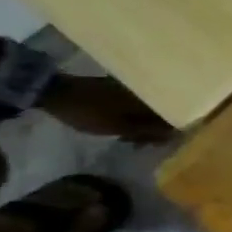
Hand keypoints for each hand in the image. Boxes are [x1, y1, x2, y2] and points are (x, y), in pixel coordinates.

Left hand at [39, 76, 173, 144]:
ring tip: (129, 137)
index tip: (158, 144)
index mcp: (150, 100)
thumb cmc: (90, 112)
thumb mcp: (119, 127)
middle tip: (140, 144)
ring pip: (147, 109)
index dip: (168, 132)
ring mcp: (132, 88)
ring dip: (142, 124)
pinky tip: (123, 124)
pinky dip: (132, 116)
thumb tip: (175, 134)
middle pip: (160, 113)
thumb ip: (148, 131)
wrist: (56, 92)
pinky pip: (135, 104)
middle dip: (154, 129)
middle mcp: (147, 92)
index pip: (172, 116)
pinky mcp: (119, 88)